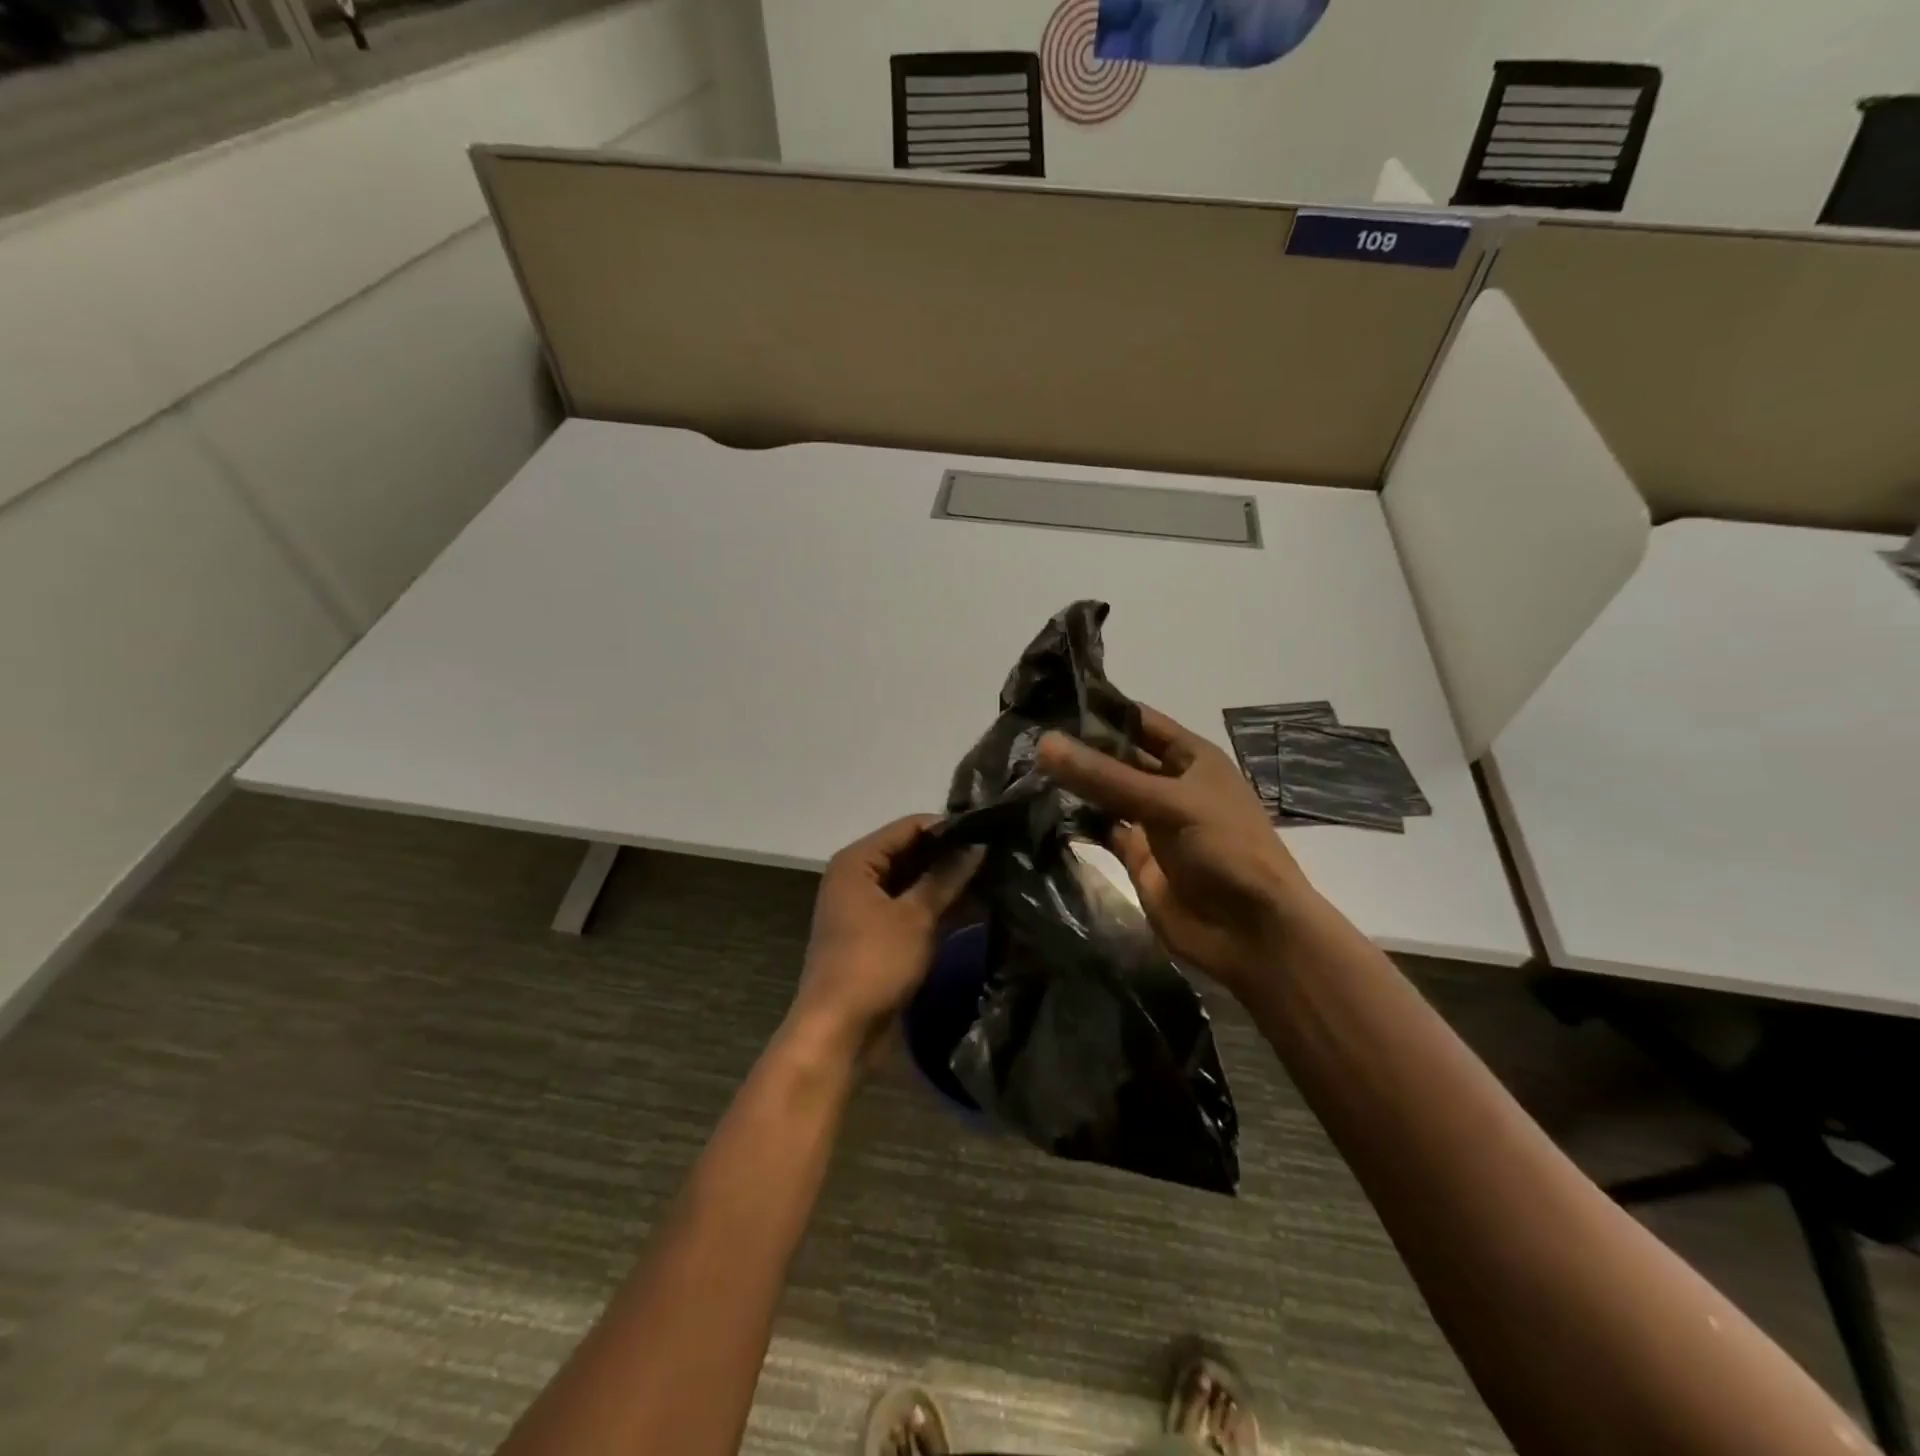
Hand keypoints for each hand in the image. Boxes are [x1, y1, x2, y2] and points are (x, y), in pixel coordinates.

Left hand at [788, 815, 983, 1059]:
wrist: (840, 1032)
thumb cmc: (873, 963)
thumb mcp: (915, 917)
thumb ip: (946, 877)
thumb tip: (978, 844)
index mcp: (857, 862)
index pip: (909, 827)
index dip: (948, 828)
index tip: (989, 830)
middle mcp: (860, 878)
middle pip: (912, 853)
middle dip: (952, 855)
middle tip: (999, 853)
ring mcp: (870, 909)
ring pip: (916, 883)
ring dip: (950, 882)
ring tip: (998, 875)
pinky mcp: (882, 936)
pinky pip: (915, 910)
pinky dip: (942, 907)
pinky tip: (980, 905)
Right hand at [1037, 707, 1313, 994]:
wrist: (1250, 932)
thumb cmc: (1225, 850)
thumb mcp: (1168, 803)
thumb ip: (1105, 777)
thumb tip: (1044, 743)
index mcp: (1192, 758)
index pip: (1140, 721)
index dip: (1100, 709)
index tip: (1048, 699)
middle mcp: (1171, 784)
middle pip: (1119, 757)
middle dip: (1080, 748)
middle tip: (1023, 735)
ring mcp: (1153, 822)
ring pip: (1106, 794)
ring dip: (1074, 784)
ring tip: (1022, 767)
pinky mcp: (1138, 857)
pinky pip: (1102, 831)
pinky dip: (1076, 823)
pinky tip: (1039, 811)